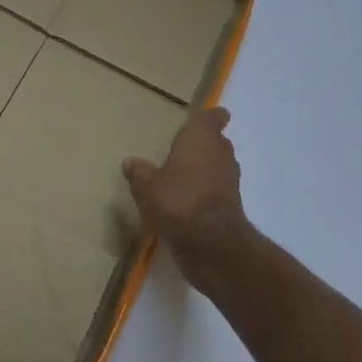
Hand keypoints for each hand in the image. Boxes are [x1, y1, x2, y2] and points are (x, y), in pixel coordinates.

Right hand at [123, 107, 252, 288]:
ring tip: (181, 174)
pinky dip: (205, 190)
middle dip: (202, 143)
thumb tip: (130, 162)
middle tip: (181, 147)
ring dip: (204, 168)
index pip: (211, 117)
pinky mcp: (231, 205)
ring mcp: (230, 180)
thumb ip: (139, 173)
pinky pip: (217, 188)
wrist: (211, 245)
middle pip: (217, 141)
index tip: (197, 119)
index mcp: (201, 139)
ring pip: (218, 165)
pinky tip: (186, 199)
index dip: (208, 116)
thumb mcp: (146, 187)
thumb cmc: (178, 202)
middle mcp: (220, 154)